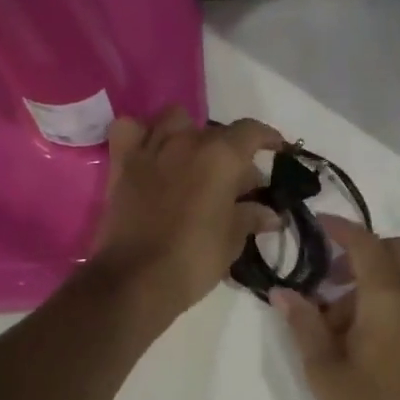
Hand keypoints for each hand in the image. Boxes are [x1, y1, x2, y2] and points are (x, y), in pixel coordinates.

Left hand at [91, 107, 285, 319]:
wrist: (137, 279)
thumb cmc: (194, 258)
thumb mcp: (232, 240)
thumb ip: (252, 217)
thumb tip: (271, 214)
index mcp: (221, 156)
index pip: (251, 131)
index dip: (268, 138)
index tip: (276, 150)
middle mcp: (187, 141)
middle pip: (216, 131)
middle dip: (231, 152)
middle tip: (238, 183)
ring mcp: (151, 148)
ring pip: (175, 120)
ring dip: (188, 134)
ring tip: (194, 160)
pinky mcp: (122, 163)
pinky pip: (129, 129)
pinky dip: (141, 134)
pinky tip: (150, 152)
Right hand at [273, 217, 399, 399]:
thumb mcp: (325, 371)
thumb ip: (303, 326)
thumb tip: (282, 292)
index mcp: (387, 298)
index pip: (365, 243)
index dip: (340, 228)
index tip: (315, 223)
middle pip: (392, 250)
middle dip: (359, 252)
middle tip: (326, 276)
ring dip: (369, 279)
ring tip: (334, 320)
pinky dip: (384, 297)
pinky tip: (358, 335)